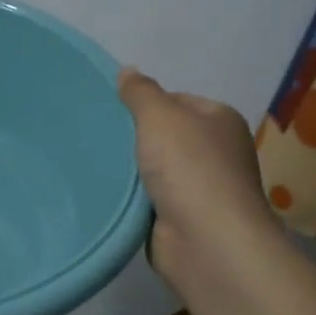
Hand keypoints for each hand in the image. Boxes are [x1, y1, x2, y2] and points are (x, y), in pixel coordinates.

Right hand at [117, 67, 279, 290]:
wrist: (207, 243)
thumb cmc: (189, 168)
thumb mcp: (159, 116)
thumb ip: (140, 92)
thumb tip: (127, 71)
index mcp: (220, 120)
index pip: (177, 100)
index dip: (145, 104)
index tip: (113, 112)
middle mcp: (217, 152)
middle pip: (165, 136)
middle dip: (135, 138)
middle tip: (97, 136)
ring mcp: (203, 189)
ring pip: (155, 170)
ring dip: (131, 171)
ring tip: (95, 164)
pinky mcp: (185, 220)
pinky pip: (150, 200)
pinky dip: (133, 199)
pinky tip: (109, 195)